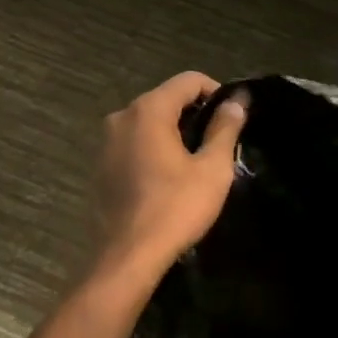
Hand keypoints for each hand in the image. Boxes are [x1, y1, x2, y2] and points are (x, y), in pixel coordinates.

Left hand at [90, 72, 247, 295]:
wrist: (127, 258)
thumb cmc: (175, 209)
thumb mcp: (212, 168)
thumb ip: (225, 127)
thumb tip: (237, 100)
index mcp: (148, 110)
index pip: (188, 80)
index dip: (216, 92)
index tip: (232, 117)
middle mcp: (121, 116)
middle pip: (166, 98)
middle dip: (194, 113)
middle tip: (218, 140)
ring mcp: (105, 142)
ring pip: (148, 121)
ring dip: (173, 132)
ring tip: (196, 160)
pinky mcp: (100, 166)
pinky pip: (133, 143)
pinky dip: (153, 148)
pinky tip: (168, 177)